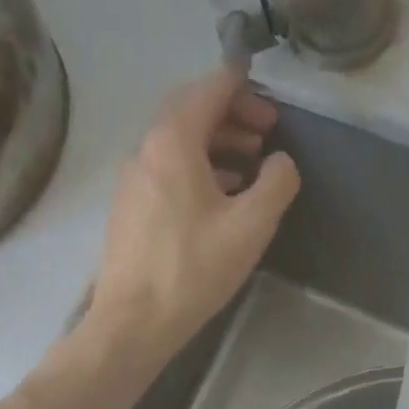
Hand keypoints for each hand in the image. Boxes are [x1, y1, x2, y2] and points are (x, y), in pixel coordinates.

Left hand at [85, 67, 299, 360]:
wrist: (134, 320)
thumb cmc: (194, 269)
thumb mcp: (251, 225)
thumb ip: (276, 182)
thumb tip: (280, 162)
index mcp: (172, 141)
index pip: (210, 89)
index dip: (244, 88)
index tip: (272, 105)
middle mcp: (144, 150)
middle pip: (190, 112)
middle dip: (231, 116)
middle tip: (266, 136)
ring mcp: (130, 180)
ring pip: (176, 144)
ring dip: (215, 145)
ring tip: (250, 169)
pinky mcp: (128, 208)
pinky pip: (165, 171)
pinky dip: (195, 169)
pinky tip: (218, 199)